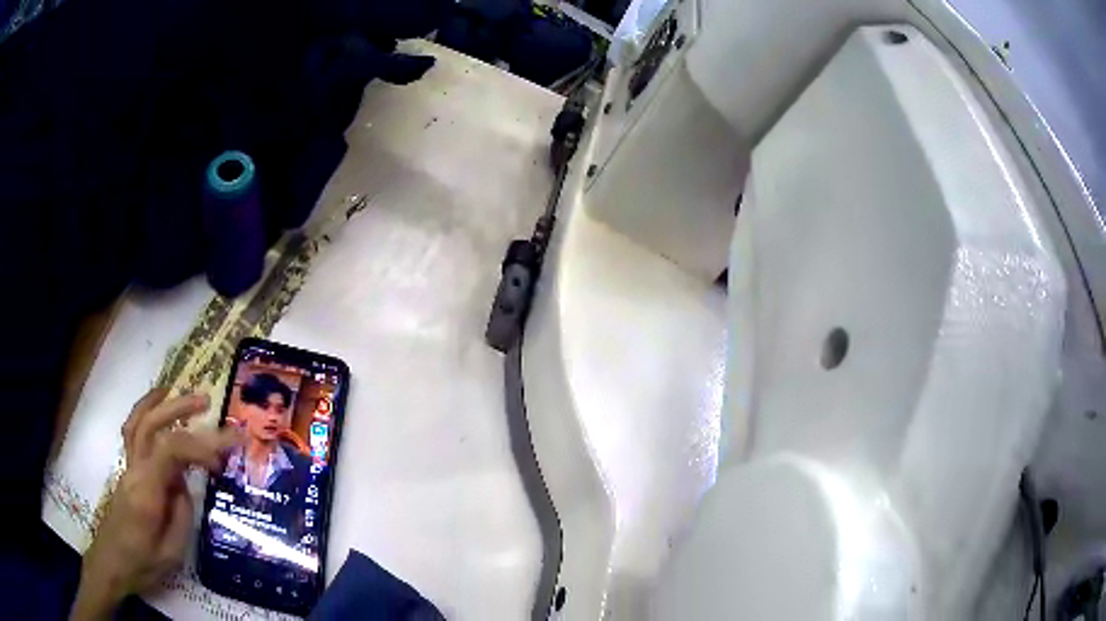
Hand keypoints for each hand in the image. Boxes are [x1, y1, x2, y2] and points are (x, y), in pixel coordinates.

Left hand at [70, 389, 239, 619]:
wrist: (112, 563)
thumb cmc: (142, 563)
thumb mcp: (171, 553)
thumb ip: (181, 516)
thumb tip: (186, 488)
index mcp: (147, 491)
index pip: (170, 451)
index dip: (199, 445)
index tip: (223, 456)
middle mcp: (135, 470)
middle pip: (152, 425)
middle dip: (180, 409)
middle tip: (208, 403)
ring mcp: (129, 467)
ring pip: (140, 422)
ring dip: (162, 404)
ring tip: (182, 393)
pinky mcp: (129, 471)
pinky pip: (134, 432)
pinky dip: (146, 411)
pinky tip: (158, 406)